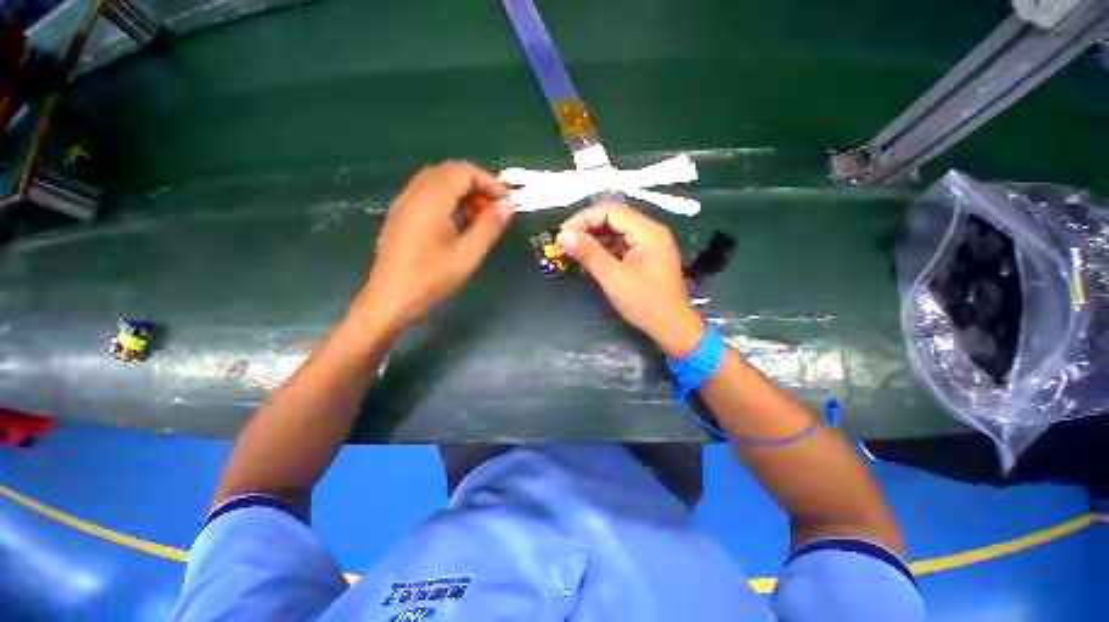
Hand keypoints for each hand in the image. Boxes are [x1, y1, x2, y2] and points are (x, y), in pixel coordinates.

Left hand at [354, 161, 513, 330]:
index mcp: (430, 200)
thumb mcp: (468, 255)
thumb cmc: (431, 279)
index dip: (490, 182)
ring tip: (479, 217)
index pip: (464, 172)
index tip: (507, 203)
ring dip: (463, 192)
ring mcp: (403, 204)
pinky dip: (448, 199)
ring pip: (437, 181)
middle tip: (495, 209)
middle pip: (450, 172)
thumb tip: (507, 205)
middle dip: (478, 185)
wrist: (389, 301)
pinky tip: (457, 223)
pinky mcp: (400, 216)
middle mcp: (414, 194)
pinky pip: (427, 194)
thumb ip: (489, 226)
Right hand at [557, 203, 704, 357]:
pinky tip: (588, 259)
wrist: (671, 326)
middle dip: (586, 228)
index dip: (583, 219)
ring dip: (593, 239)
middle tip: (565, 243)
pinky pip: (619, 245)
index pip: (610, 211)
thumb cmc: (645, 303)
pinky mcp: (644, 256)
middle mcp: (649, 231)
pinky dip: (602, 250)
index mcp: (647, 231)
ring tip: (572, 251)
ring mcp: (648, 243)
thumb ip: (589, 254)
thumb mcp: (614, 278)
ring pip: (614, 231)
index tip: (563, 234)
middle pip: (612, 218)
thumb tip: (563, 236)